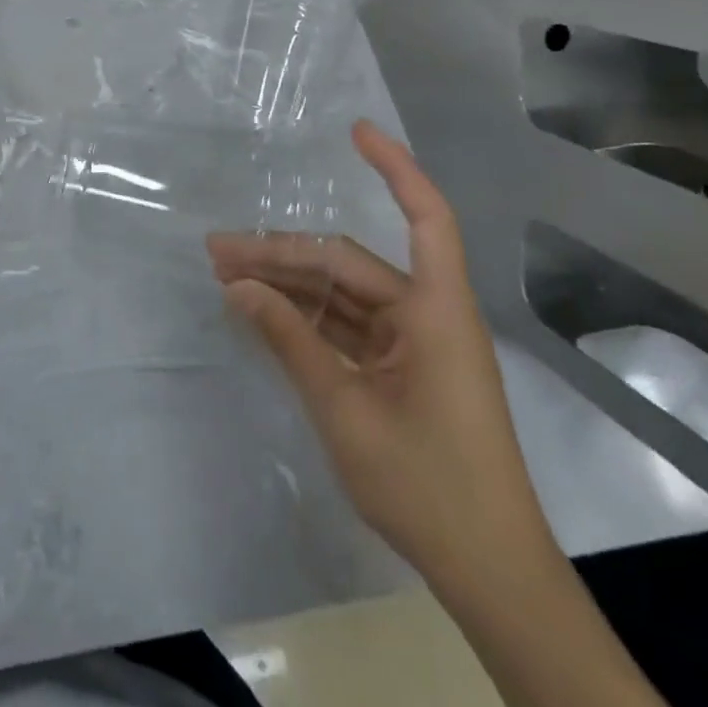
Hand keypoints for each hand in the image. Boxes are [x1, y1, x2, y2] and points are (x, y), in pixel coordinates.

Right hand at [207, 121, 552, 587]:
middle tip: (218, 251)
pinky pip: (346, 327)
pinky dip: (304, 319)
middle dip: (282, 254)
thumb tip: (239, 287)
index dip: (394, 169)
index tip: (354, 131)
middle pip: (348, 263)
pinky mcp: (401, 371)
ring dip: (286, 286)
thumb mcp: (345, 408)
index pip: (425, 218)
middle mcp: (427, 315)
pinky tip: (260, 313)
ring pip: (341, 295)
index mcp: (436, 312)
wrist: (489, 575)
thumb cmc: (427, 484)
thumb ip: (290, 340)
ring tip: (225, 277)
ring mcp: (413, 344)